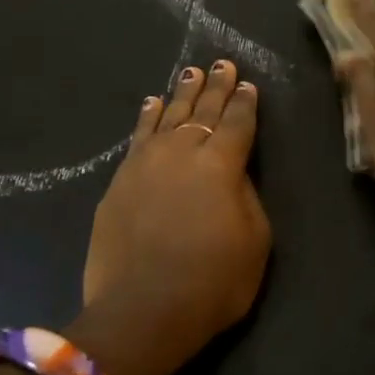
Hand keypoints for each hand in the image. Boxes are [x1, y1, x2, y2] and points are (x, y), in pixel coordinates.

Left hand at [79, 62, 270, 374]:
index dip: (244, 103)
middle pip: (202, 111)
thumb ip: (247, 197)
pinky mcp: (119, 181)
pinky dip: (146, 118)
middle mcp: (182, 152)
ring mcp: (145, 164)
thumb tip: (234, 173)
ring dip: (180, 94)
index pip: (237, 123)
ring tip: (189, 73)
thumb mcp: (255, 242)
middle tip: (221, 63)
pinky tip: (150, 104)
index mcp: (221, 164)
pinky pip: (137, 137)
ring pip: (166, 117)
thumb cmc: (213, 282)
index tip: (247, 83)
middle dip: (215, 86)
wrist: (142, 311)